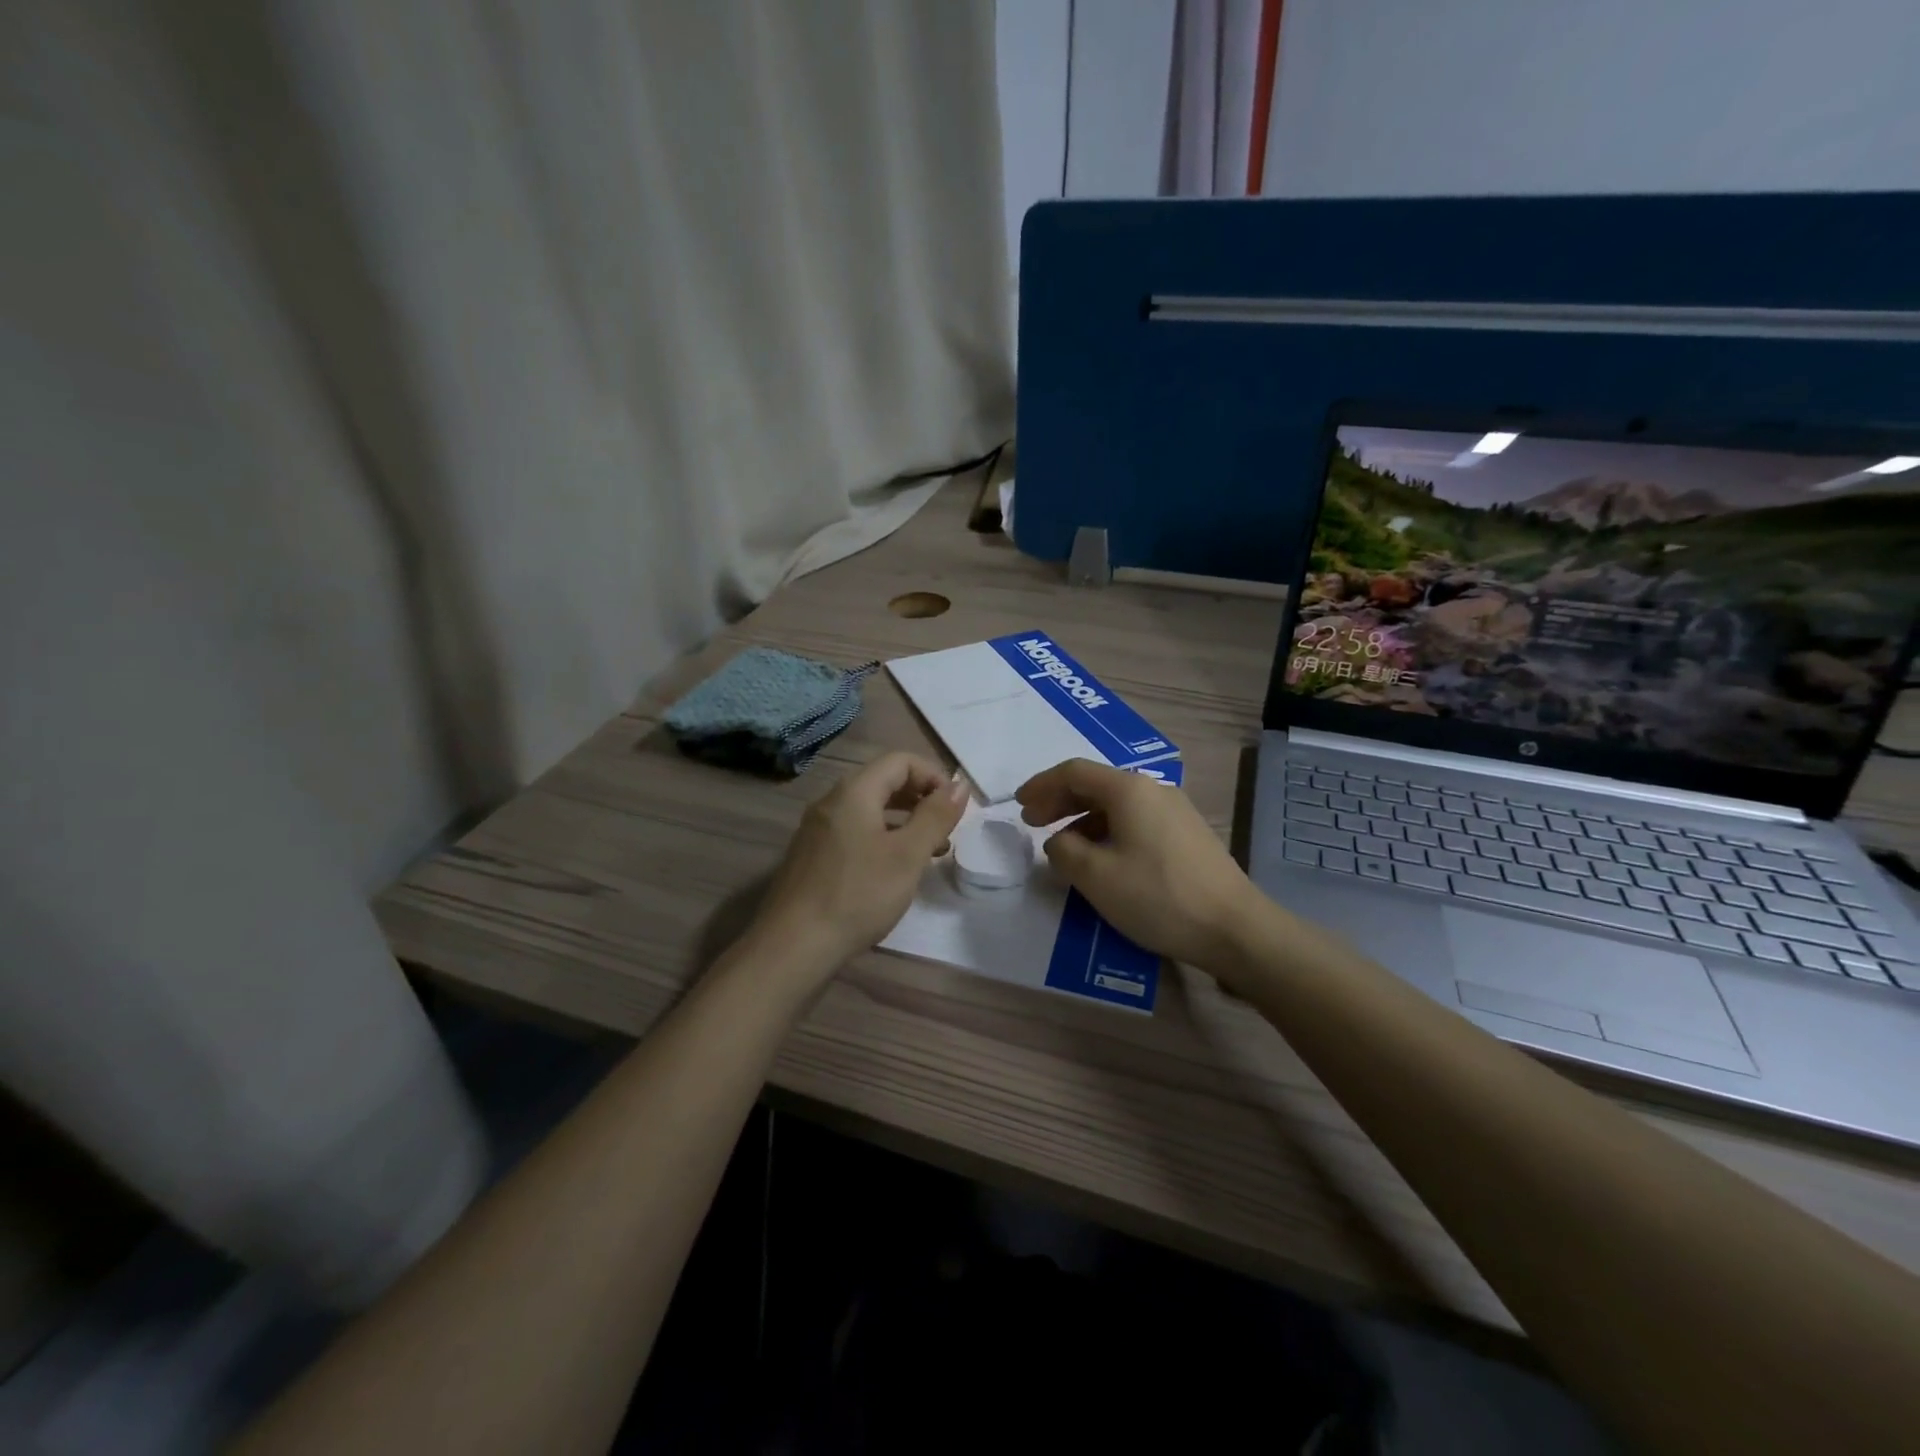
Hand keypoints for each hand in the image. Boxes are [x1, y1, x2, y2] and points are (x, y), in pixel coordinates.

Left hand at [752, 751, 968, 977]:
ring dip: (905, 822)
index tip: (955, 808)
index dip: (933, 776)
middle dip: (921, 799)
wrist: (793, 946)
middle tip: (946, 830)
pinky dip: (883, 839)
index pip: (900, 761)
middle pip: (883, 782)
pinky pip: (855, 832)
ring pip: (870, 810)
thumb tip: (959, 784)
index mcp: (854, 792)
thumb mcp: (908, 855)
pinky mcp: (813, 856)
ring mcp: (818, 830)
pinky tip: (895, 870)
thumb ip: (936, 816)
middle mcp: (832, 802)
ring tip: (931, 852)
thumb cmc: (858, 895)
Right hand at [1017, 759, 1262, 973]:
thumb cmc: (1158, 896)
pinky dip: (1107, 830)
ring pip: (1116, 804)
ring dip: (1083, 818)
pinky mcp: (1186, 834)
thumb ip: (1064, 851)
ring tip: (1063, 845)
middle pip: (1096, 784)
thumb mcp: (1096, 876)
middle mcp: (1153, 789)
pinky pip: (1135, 820)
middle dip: (1059, 800)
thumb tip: (1059, 841)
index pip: (1074, 772)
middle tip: (1033, 823)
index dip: (1041, 785)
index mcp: (1128, 790)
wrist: (1233, 928)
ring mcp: (1175, 811)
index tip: (1019, 805)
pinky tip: (1102, 858)